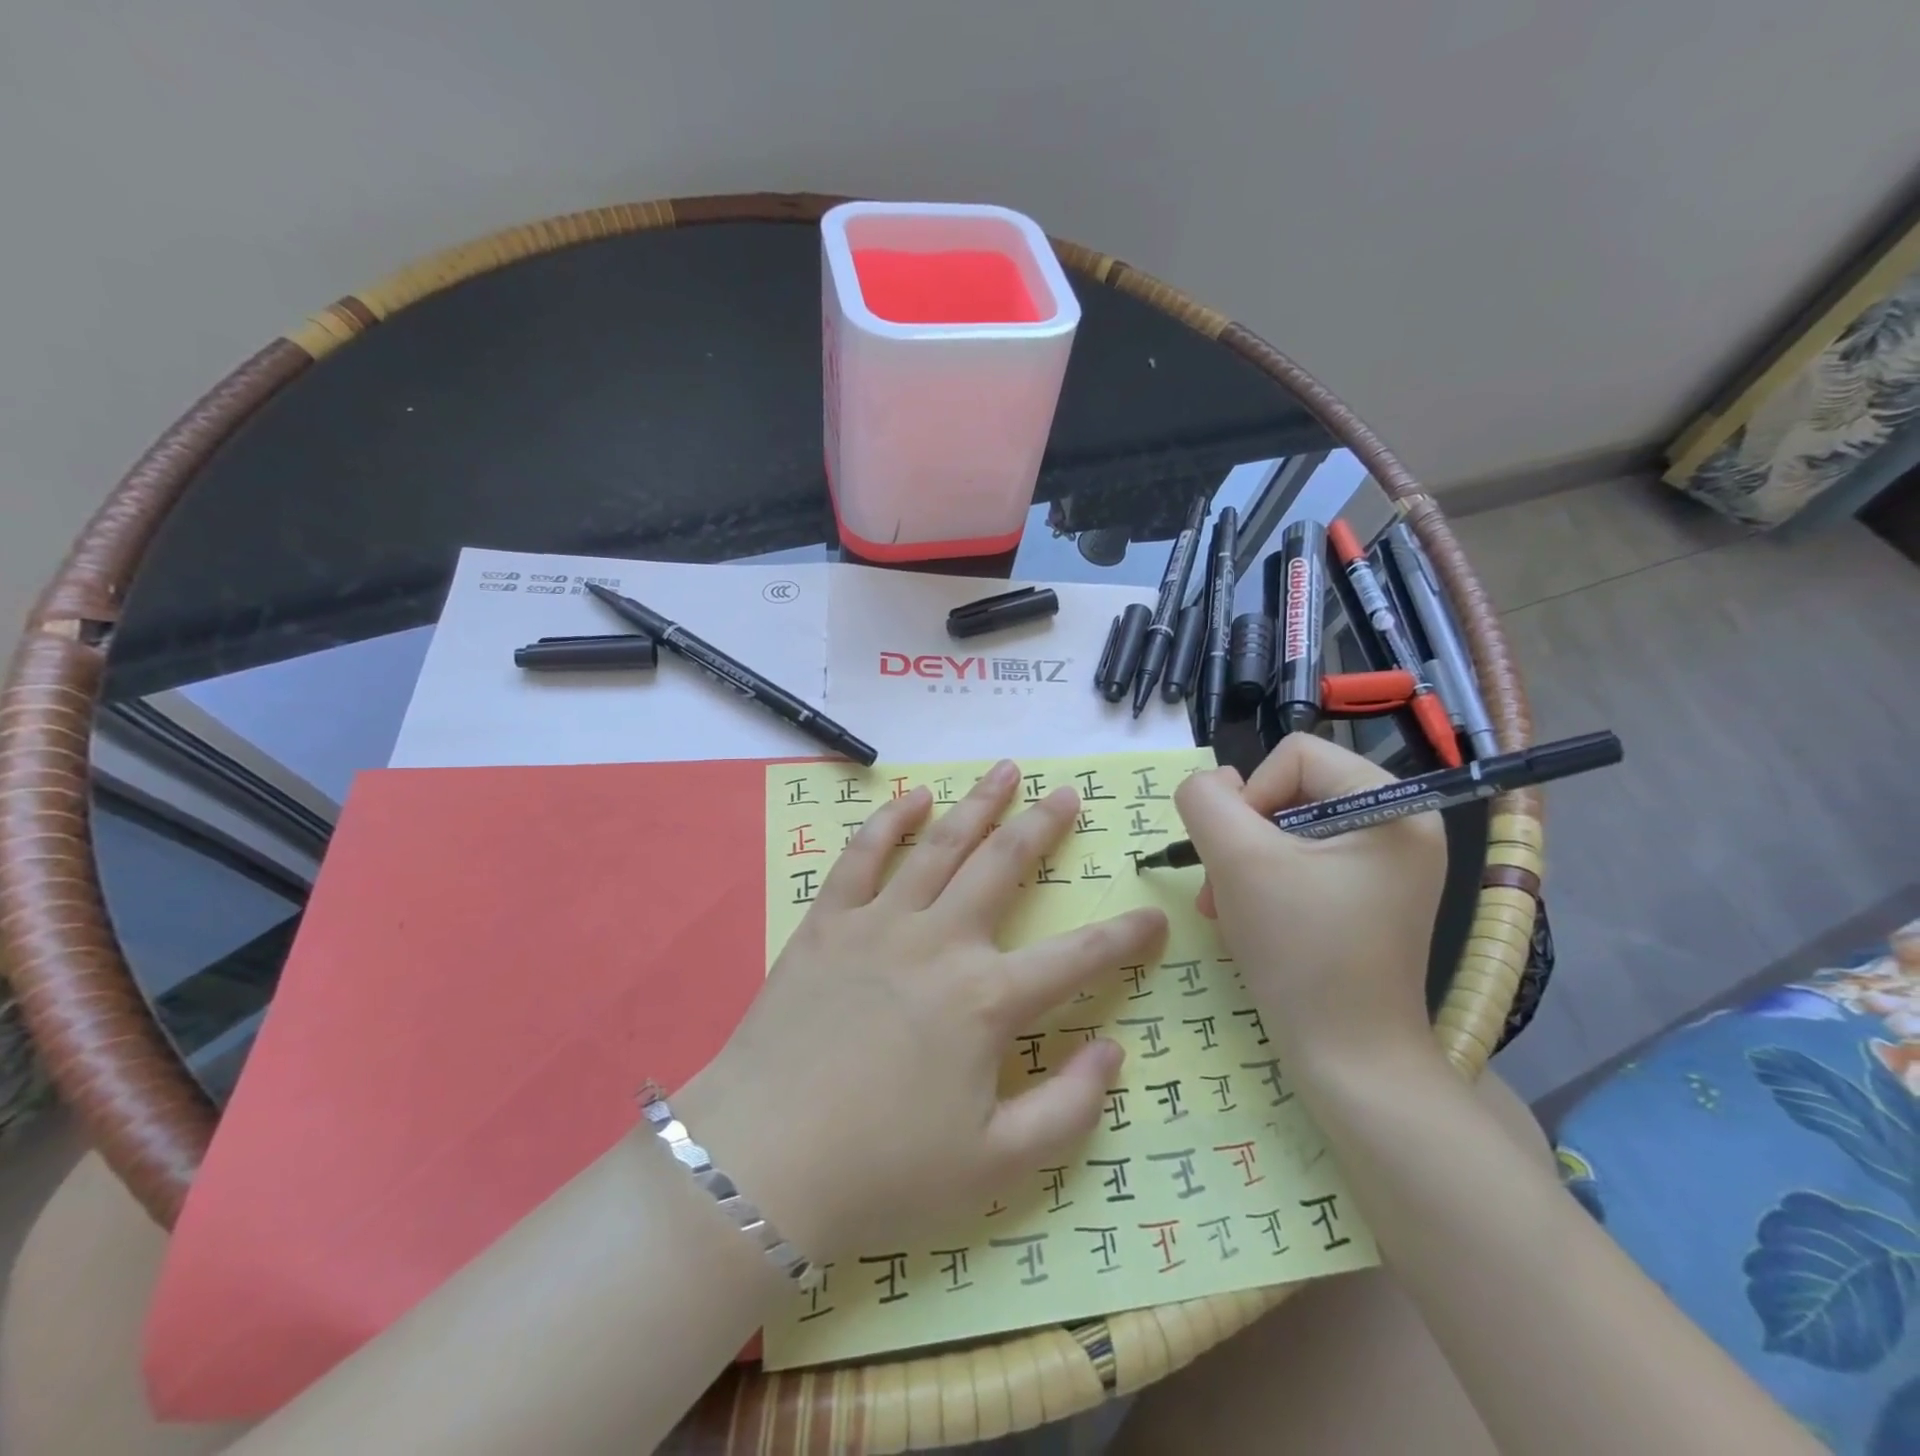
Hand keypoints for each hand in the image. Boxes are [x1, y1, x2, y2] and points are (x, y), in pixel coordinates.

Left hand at [680, 760, 1167, 1261]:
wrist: (764, 1164)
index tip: (1154, 917)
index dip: (1124, 937)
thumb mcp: (996, 1167)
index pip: (1077, 957)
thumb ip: (1068, 1110)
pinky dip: (889, 819)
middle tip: (1067, 795)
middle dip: (1042, 826)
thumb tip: (1112, 1052)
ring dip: (978, 804)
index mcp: (987, 1000)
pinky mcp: (828, 923)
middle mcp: (940, 942)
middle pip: (1003, 866)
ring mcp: (880, 924)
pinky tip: (912, 796)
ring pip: (940, 844)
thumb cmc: (884, 1172)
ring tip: (1005, 771)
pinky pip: (863, 855)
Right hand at [1171, 735, 1446, 1068]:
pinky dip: (1263, 883)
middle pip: (1289, 791)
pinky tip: (1246, 918)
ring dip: (1243, 862)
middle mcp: (1399, 825)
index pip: (1294, 754)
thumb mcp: (1238, 860)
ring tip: (1226, 908)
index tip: (1238, 856)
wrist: (1349, 1058)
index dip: (1249, 796)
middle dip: (1242, 838)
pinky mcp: (1366, 897)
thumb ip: (1206, 801)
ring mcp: (1384, 865)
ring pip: (1285, 829)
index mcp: (1391, 805)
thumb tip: (1212, 782)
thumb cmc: (1300, 950)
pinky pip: (1301, 862)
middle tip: (1221, 888)